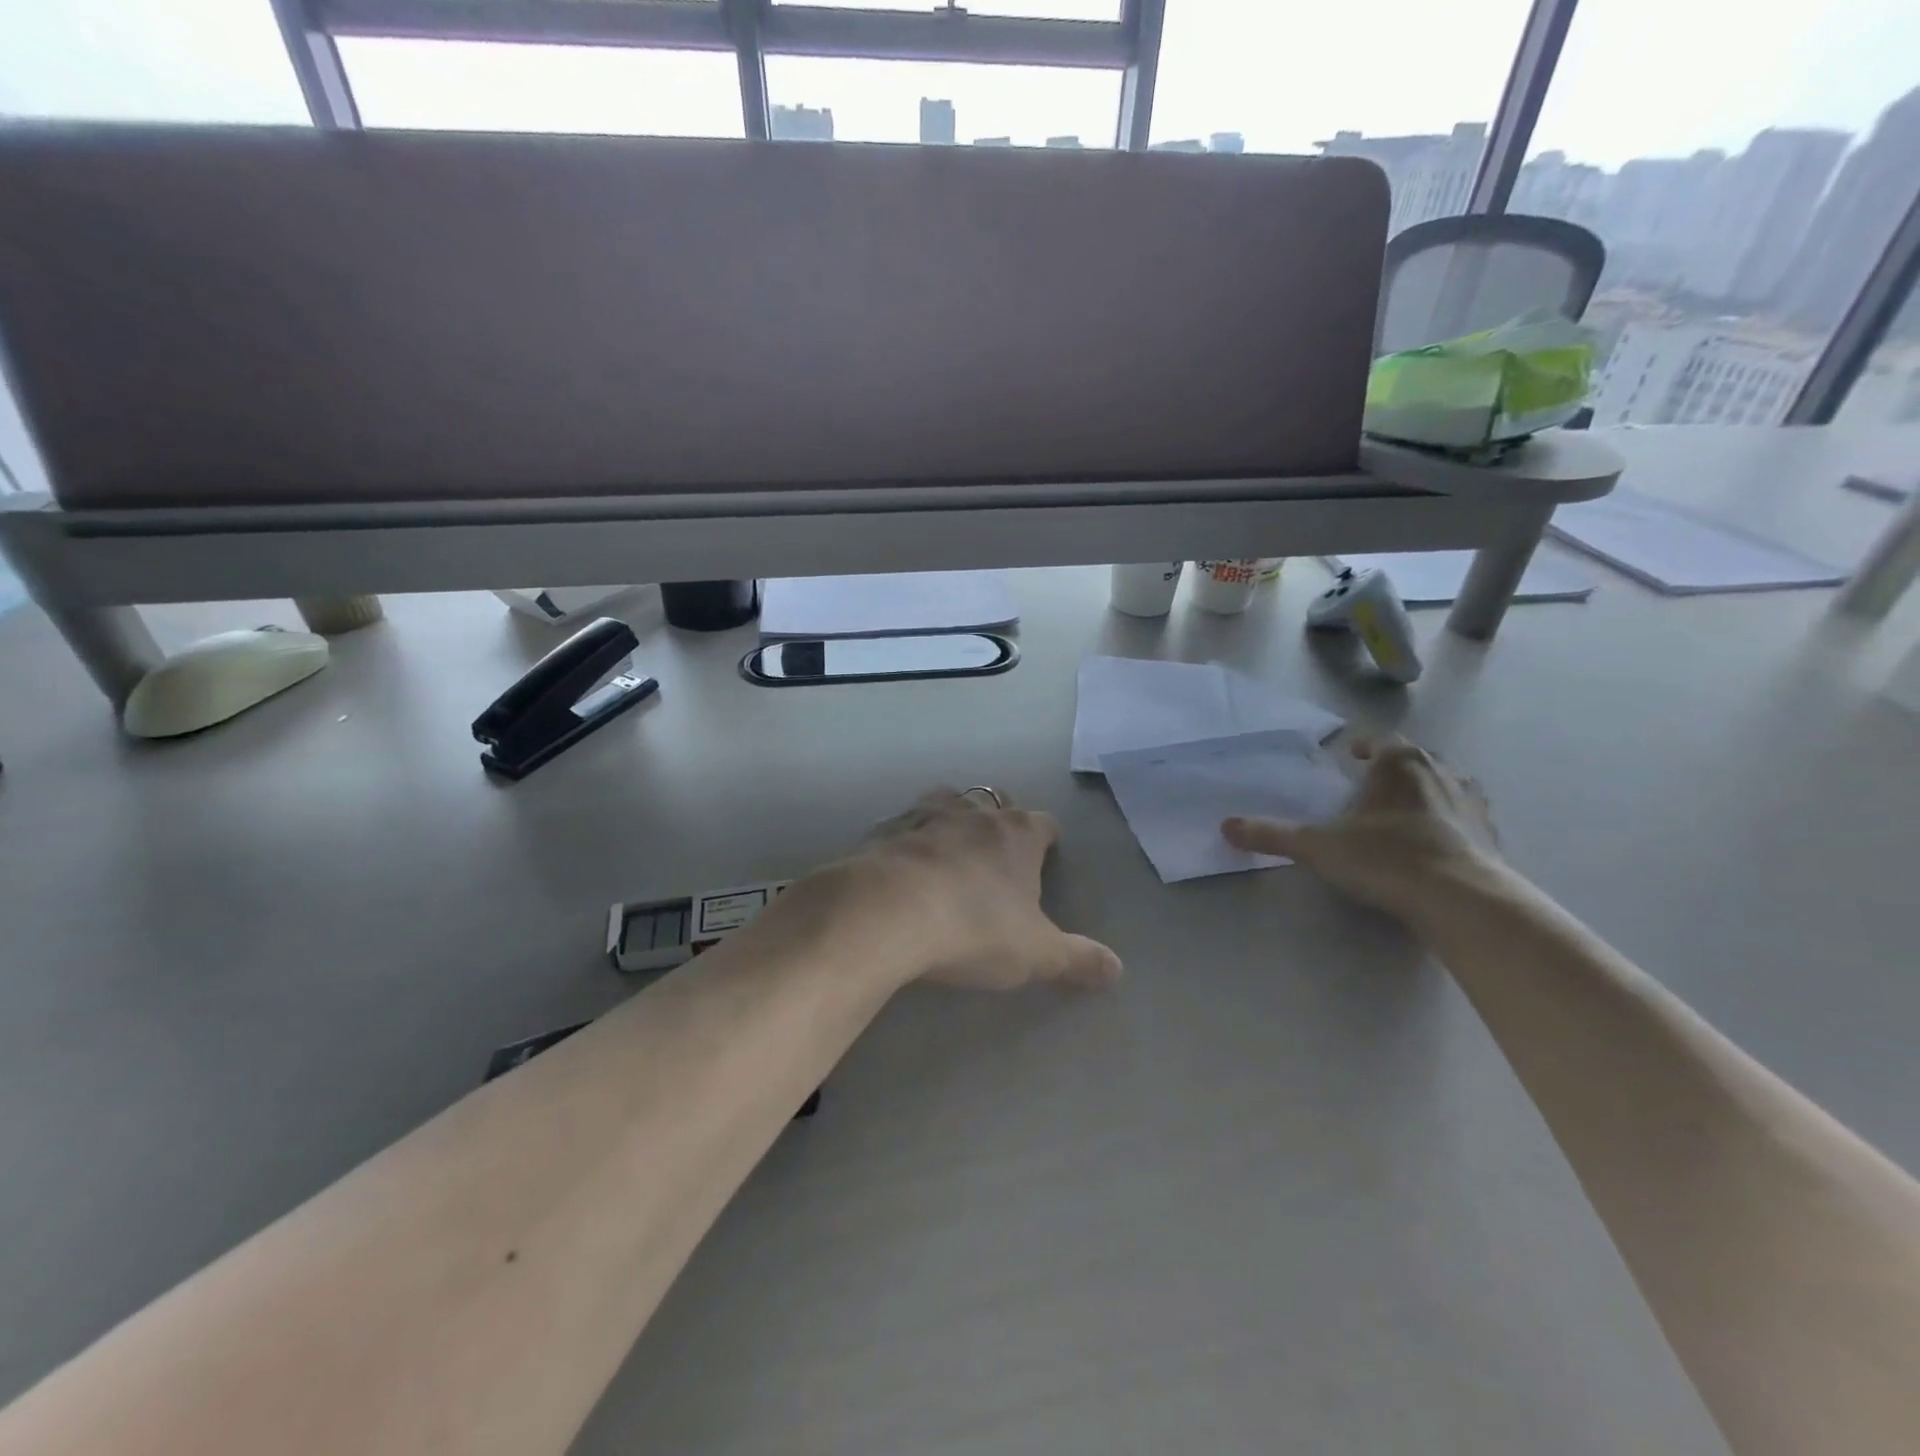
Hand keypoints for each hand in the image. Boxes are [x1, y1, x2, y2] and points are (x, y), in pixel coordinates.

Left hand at [823, 789, 1123, 991]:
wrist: (890, 910)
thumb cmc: (975, 927)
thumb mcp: (1036, 953)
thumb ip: (1078, 959)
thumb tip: (1118, 968)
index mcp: (1018, 834)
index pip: (1044, 824)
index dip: (1047, 839)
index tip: (1046, 856)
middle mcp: (975, 813)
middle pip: (995, 800)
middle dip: (1000, 819)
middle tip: (997, 850)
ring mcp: (927, 815)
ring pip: (948, 800)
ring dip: (953, 818)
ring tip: (950, 846)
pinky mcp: (886, 829)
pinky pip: (904, 825)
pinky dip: (909, 838)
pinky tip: (904, 863)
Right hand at [1221, 737, 1502, 926]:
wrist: (1461, 899)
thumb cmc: (1385, 857)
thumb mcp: (1317, 846)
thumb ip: (1272, 835)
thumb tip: (1226, 826)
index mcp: (1399, 764)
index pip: (1381, 741)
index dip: (1364, 746)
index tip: (1351, 755)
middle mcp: (1440, 773)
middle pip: (1416, 760)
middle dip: (1394, 769)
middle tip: (1372, 785)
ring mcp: (1472, 804)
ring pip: (1447, 786)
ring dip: (1427, 793)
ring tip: (1405, 812)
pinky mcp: (1491, 837)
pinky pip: (1467, 820)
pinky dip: (1450, 825)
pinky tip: (1435, 845)